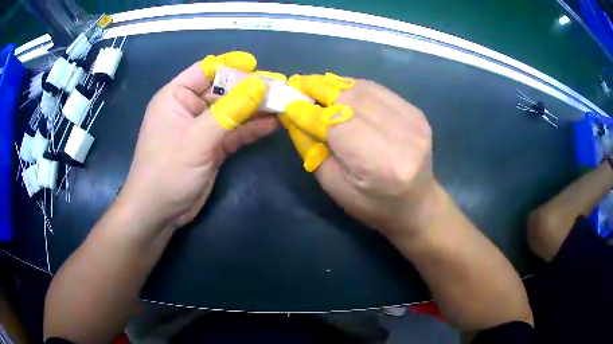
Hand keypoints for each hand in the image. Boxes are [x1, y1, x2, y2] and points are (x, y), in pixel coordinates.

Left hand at [119, 53, 276, 229]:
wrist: (159, 213)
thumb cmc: (167, 171)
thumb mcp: (197, 139)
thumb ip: (229, 111)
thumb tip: (260, 86)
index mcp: (176, 97)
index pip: (205, 70)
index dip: (230, 65)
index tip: (255, 65)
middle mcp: (189, 108)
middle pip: (223, 91)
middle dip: (250, 89)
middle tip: (280, 87)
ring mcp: (202, 129)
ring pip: (232, 112)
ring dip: (255, 109)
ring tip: (282, 104)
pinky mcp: (212, 147)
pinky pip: (234, 133)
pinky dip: (251, 129)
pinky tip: (271, 125)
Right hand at [282, 76, 432, 238]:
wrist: (417, 205)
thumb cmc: (373, 206)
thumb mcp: (335, 187)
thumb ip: (313, 149)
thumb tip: (294, 115)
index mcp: (379, 165)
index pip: (337, 125)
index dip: (308, 111)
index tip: (287, 102)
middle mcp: (400, 137)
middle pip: (351, 100)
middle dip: (318, 88)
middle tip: (297, 83)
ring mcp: (413, 121)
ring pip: (363, 89)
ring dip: (334, 85)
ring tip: (314, 85)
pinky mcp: (416, 112)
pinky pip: (377, 90)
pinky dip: (353, 86)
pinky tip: (339, 90)